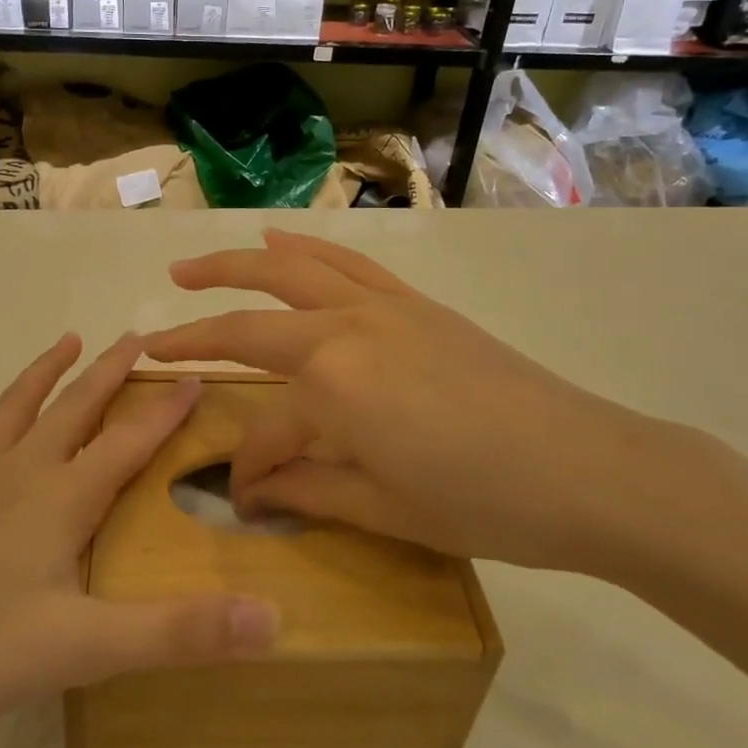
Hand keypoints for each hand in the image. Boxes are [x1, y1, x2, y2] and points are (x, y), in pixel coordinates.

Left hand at [0, 332, 279, 747]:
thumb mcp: (84, 648)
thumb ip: (178, 632)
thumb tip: (273, 620)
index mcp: (60, 500)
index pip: (128, 443)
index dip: (166, 411)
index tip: (196, 375)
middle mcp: (18, 476)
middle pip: (74, 410)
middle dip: (110, 374)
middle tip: (137, 337)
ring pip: (13, 413)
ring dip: (42, 374)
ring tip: (67, 340)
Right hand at [143, 231, 716, 574]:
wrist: (591, 469)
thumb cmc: (483, 502)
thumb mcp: (384, 508)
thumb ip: (306, 489)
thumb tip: (252, 493)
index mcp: (332, 382)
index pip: (266, 428)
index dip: (249, 469)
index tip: (244, 499)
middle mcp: (346, 326)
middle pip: (252, 313)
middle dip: (197, 321)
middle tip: (156, 326)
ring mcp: (383, 306)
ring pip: (293, 267)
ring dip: (237, 263)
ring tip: (194, 266)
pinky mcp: (415, 303)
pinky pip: (347, 262)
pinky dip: (306, 248)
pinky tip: (285, 240)